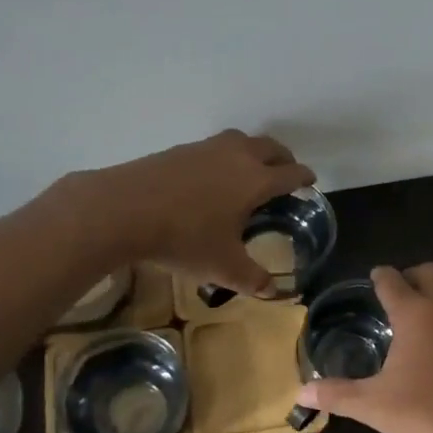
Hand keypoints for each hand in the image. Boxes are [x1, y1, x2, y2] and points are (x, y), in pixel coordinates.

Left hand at [56, 130, 315, 295]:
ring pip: (240, 141)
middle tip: (285, 172)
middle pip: (270, 147)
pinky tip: (210, 177)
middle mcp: (236, 157)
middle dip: (283, 158)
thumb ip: (252, 278)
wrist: (123, 210)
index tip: (310, 181)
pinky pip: (212, 148)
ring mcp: (205, 149)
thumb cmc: (184, 239)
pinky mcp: (178, 150)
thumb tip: (271, 291)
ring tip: (249, 170)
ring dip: (253, 151)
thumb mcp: (223, 268)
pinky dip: (223, 157)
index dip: (304, 177)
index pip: (291, 173)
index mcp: (255, 181)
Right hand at [296, 264, 432, 432]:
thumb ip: (337, 395)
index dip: (380, 277)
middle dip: (412, 276)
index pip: (393, 281)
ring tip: (417, 322)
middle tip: (395, 295)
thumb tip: (300, 394)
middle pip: (431, 273)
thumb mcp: (374, 407)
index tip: (373, 276)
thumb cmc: (427, 416)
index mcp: (417, 314)